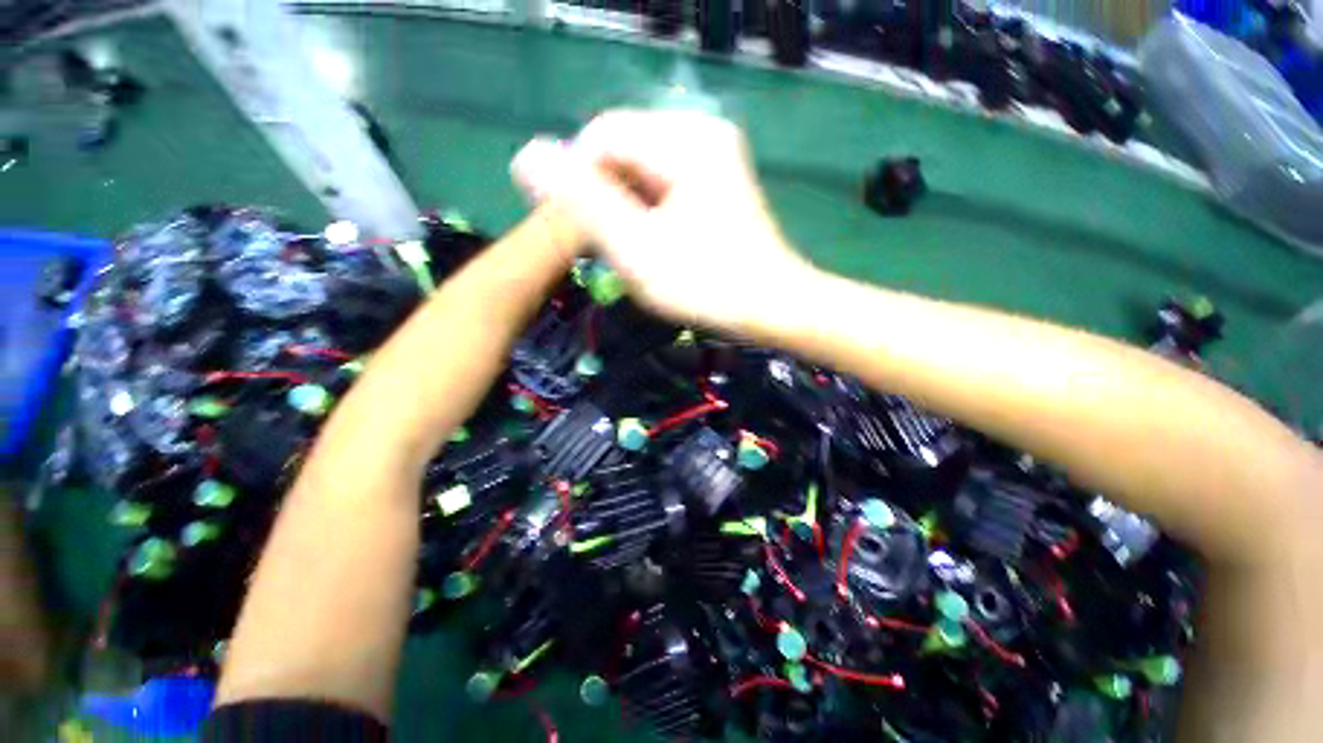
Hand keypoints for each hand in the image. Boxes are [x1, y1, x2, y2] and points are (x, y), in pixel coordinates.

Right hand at [511, 110, 815, 331]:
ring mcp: (712, 156)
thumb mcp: (637, 248)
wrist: (770, 306)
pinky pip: (661, 184)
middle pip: (622, 150)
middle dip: (604, 197)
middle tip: (610, 248)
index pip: (601, 134)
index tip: (577, 230)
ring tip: (631, 250)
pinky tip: (651, 243)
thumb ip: (583, 202)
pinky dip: (645, 212)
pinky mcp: (715, 180)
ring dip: (623, 208)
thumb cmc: (706, 284)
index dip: (576, 178)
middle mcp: (700, 133)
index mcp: (684, 140)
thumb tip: (526, 156)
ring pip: (639, 169)